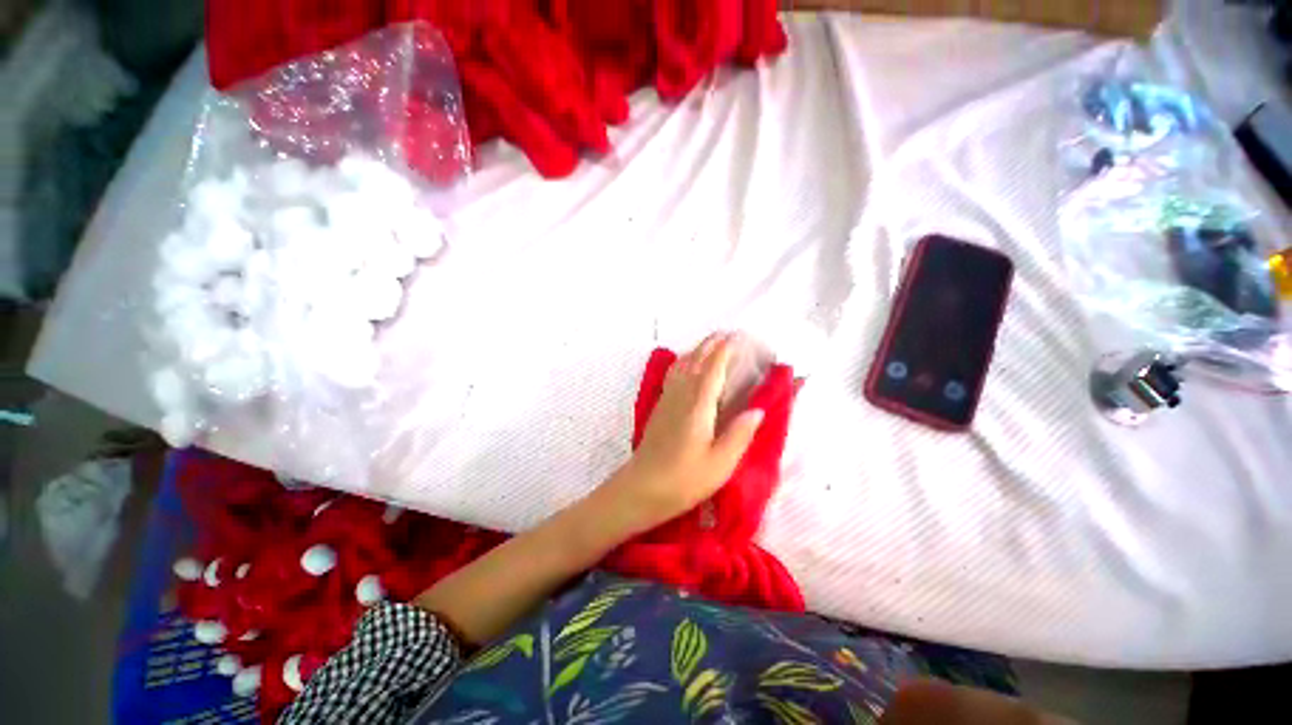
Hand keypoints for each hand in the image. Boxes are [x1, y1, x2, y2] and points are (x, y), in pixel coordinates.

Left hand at [598, 334, 764, 532]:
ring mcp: (667, 400)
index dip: (725, 350)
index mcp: (698, 406)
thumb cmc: (683, 480)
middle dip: (711, 344)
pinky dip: (684, 363)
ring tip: (711, 345)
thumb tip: (758, 410)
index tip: (738, 336)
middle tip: (727, 334)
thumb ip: (739, 434)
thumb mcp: (720, 464)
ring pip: (682, 365)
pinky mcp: (659, 408)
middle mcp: (681, 396)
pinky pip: (673, 375)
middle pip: (696, 361)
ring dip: (697, 351)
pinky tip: (687, 367)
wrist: (640, 489)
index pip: (713, 368)